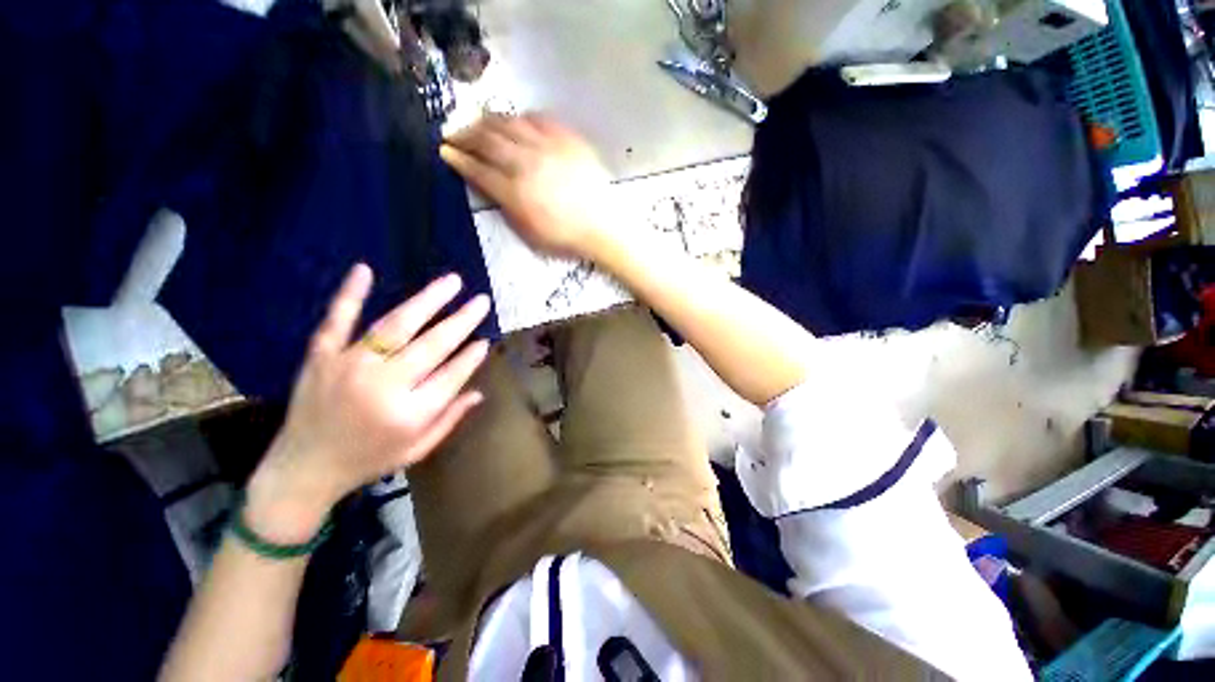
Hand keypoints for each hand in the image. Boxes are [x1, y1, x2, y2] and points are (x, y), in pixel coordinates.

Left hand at [246, 265, 489, 541]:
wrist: (303, 469)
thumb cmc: (368, 460)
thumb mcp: (417, 449)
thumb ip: (450, 419)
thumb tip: (479, 391)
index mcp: (409, 414)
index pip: (452, 376)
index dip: (472, 356)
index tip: (485, 341)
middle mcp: (383, 386)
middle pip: (432, 345)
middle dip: (462, 321)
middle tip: (482, 301)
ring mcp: (349, 366)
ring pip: (395, 326)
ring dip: (427, 301)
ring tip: (453, 282)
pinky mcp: (321, 357)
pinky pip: (337, 320)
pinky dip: (350, 294)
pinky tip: (365, 269)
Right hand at [441, 114, 617, 260]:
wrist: (601, 226)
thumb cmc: (565, 237)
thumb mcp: (529, 232)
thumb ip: (505, 205)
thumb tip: (489, 184)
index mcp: (514, 191)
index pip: (477, 168)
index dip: (458, 158)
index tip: (444, 151)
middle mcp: (525, 163)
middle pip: (486, 139)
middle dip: (464, 134)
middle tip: (453, 134)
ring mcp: (546, 146)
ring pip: (508, 123)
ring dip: (488, 122)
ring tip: (479, 124)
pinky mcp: (566, 138)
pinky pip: (537, 118)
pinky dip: (521, 119)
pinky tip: (516, 123)